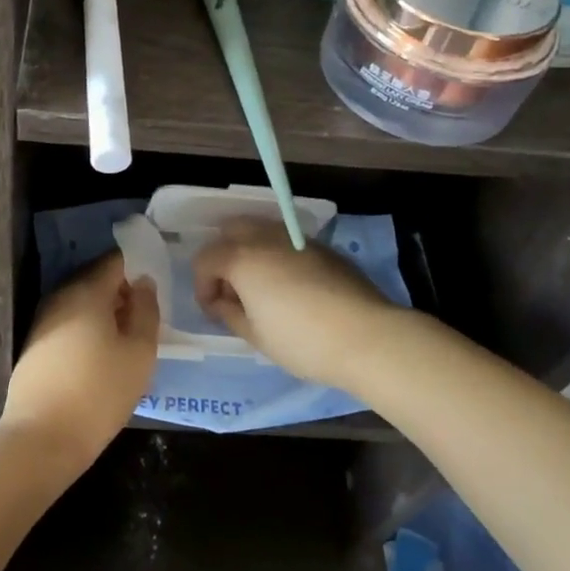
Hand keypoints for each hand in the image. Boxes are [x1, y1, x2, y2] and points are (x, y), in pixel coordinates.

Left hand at [1, 252, 158, 469]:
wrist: (42, 438)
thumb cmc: (99, 392)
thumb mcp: (139, 352)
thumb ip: (146, 310)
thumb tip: (143, 282)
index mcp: (87, 290)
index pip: (116, 261)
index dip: (138, 268)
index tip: (155, 290)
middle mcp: (61, 296)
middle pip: (98, 281)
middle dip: (123, 294)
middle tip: (146, 319)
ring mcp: (44, 320)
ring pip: (82, 304)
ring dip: (105, 315)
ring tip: (127, 342)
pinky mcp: (35, 344)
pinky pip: (69, 324)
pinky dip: (87, 331)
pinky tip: (100, 358)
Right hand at [192, 220, 405, 391]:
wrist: (367, 336)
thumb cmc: (302, 340)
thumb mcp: (256, 336)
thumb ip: (229, 313)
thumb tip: (221, 302)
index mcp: (241, 258)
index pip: (205, 259)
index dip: (202, 286)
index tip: (214, 311)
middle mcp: (265, 237)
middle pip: (230, 231)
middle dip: (223, 256)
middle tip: (233, 290)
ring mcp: (296, 238)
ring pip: (260, 230)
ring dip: (250, 251)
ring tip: (261, 286)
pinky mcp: (322, 247)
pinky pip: (287, 241)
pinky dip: (277, 255)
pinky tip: (291, 286)